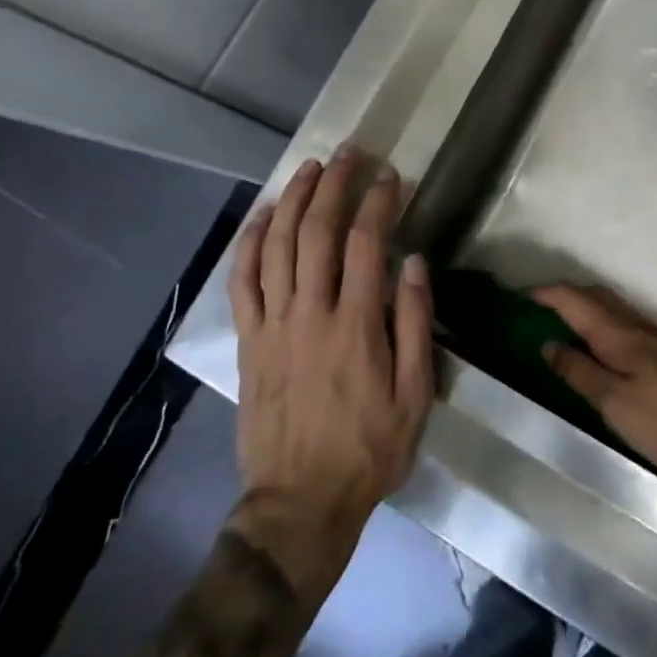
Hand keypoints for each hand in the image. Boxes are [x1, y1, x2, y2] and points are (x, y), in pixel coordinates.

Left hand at [228, 149, 434, 556]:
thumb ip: (414, 325)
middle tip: (348, 153)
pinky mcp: (248, 340)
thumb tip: (411, 263)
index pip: (365, 244)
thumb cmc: (367, 450)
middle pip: (316, 232)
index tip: (390, 176)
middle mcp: (310, 313)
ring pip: (277, 246)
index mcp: (355, 326)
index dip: (378, 202)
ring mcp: (273, 325)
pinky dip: (250, 242)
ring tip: (309, 167)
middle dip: (334, 185)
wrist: (299, 503)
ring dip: (292, 200)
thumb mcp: (413, 397)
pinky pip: (242, 281)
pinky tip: (263, 215)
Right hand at [533, 284, 656, 490]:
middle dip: (562, 297)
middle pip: (593, 297)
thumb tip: (548, 344)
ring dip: (583, 310)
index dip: (544, 294)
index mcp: (617, 332)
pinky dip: (602, 328)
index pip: (573, 299)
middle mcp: (636, 326)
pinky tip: (601, 352)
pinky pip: (625, 327)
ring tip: (560, 328)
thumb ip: (580, 372)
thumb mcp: (616, 404)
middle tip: (534, 311)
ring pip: (611, 311)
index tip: (517, 296)